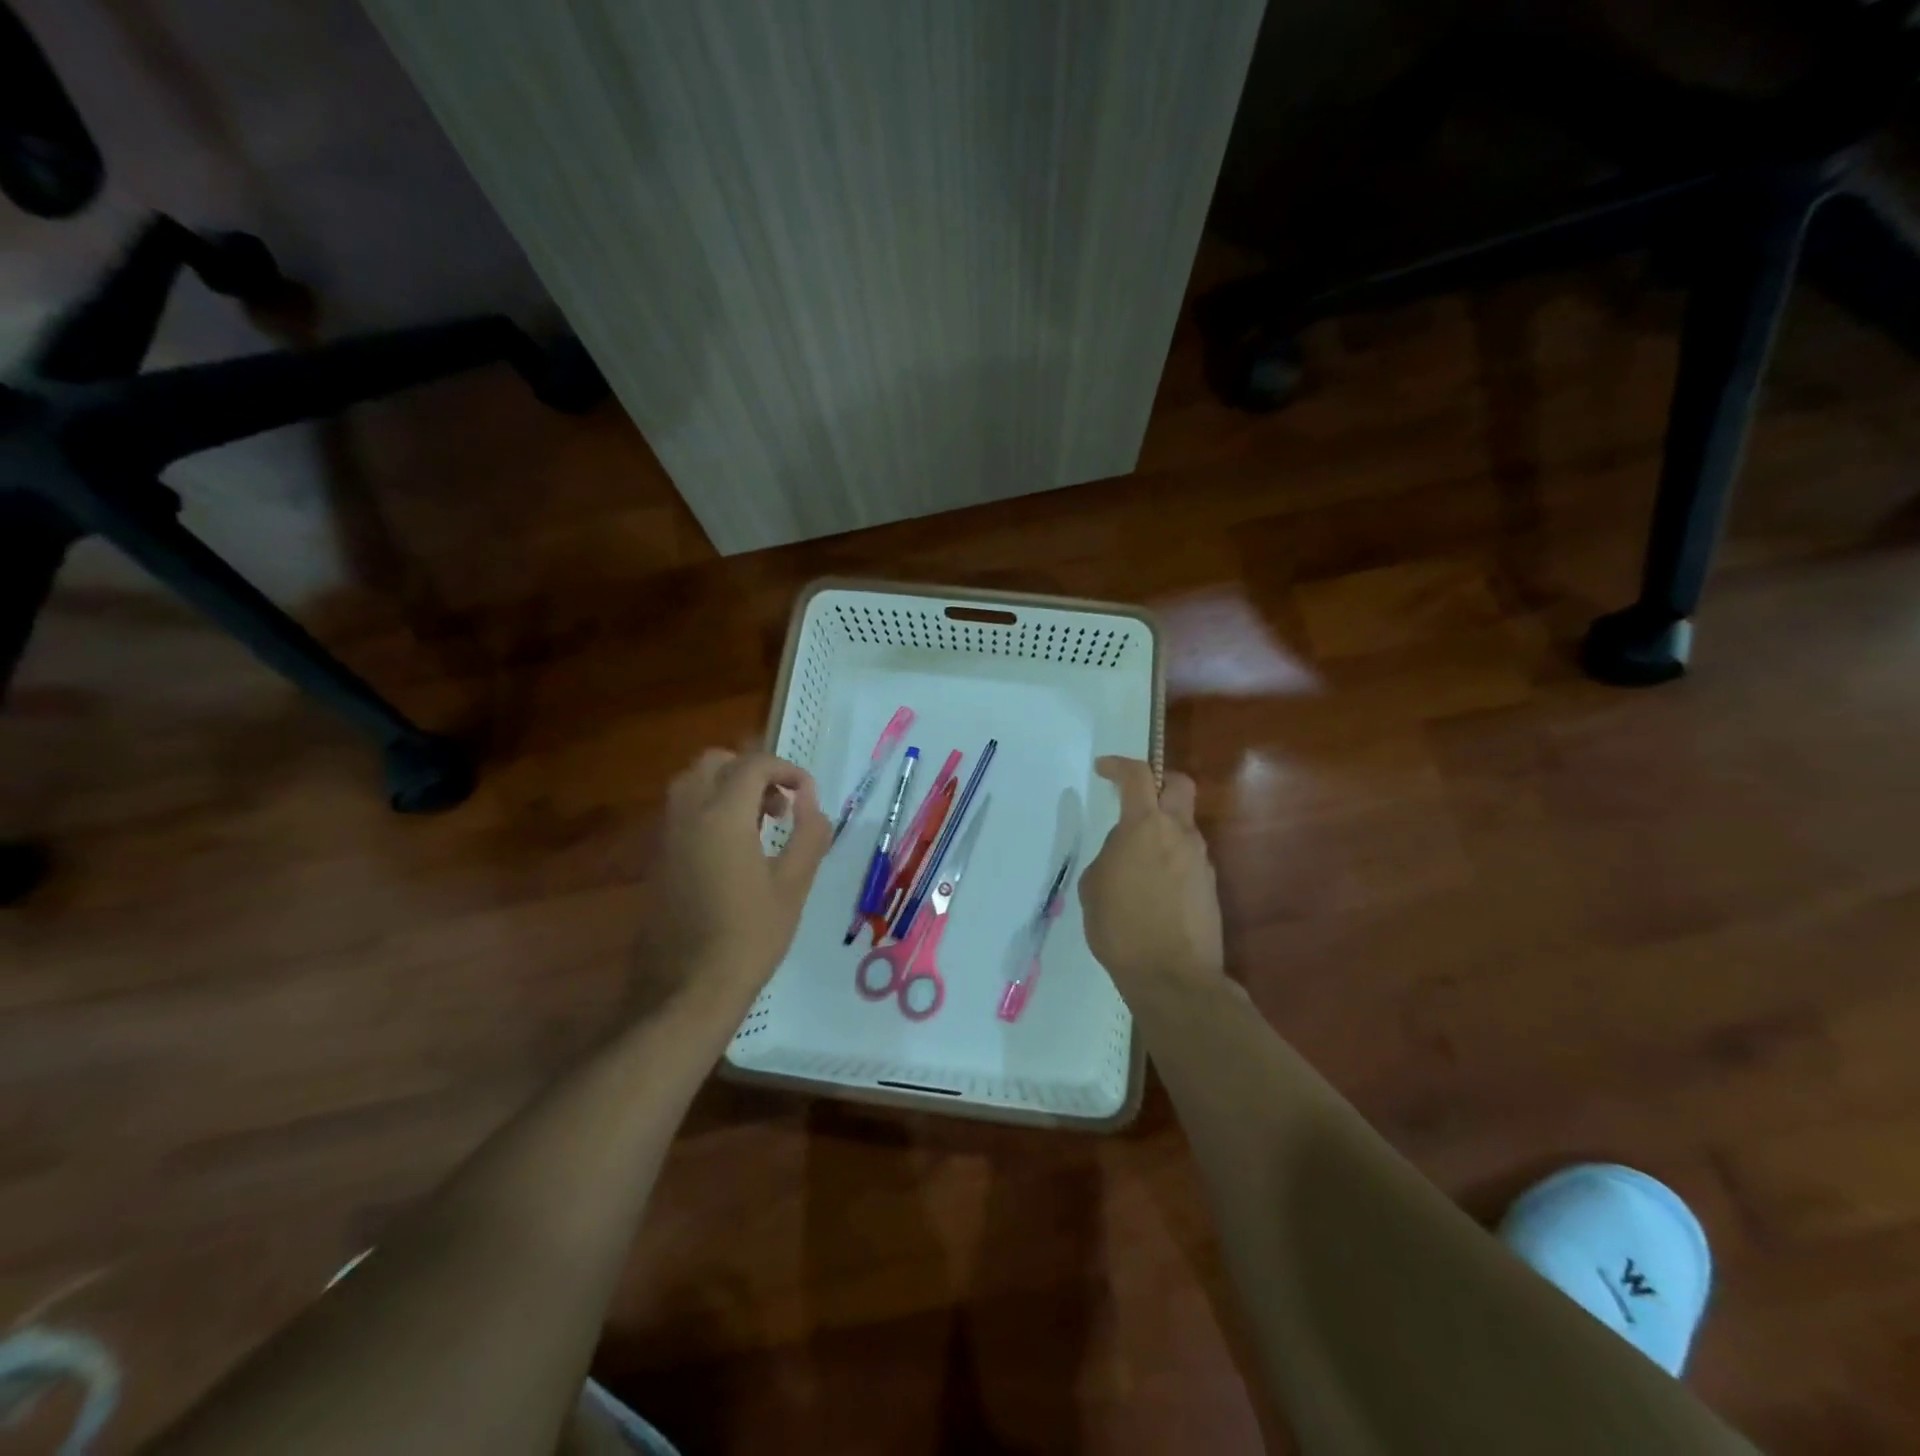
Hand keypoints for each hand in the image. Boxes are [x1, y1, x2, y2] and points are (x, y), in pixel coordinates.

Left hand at [637, 748, 831, 1004]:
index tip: (807, 794)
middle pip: (715, 762)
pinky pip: (681, 811)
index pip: (753, 764)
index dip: (786, 770)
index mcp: (723, 816)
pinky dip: (709, 809)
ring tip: (758, 824)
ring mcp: (666, 836)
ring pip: (692, 783)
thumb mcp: (794, 885)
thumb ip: (808, 834)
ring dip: (727, 787)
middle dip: (752, 771)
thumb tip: (812, 802)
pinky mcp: (657, 858)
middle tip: (779, 806)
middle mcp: (688, 815)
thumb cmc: (750, 936)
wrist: (688, 988)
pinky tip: (732, 849)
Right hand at [1079, 756, 1224, 994]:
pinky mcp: (1209, 886)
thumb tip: (1125, 850)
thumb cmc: (1121, 927)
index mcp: (1145, 827)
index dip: (1118, 765)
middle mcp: (1179, 834)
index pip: (1137, 776)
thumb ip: (1110, 855)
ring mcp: (1200, 860)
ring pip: (1184, 825)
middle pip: (1179, 785)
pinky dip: (1170, 858)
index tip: (1103, 768)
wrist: (1172, 976)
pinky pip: (1187, 857)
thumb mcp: (1094, 885)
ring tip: (1135, 860)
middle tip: (1136, 796)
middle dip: (1158, 781)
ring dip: (1162, 828)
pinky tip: (1152, 888)